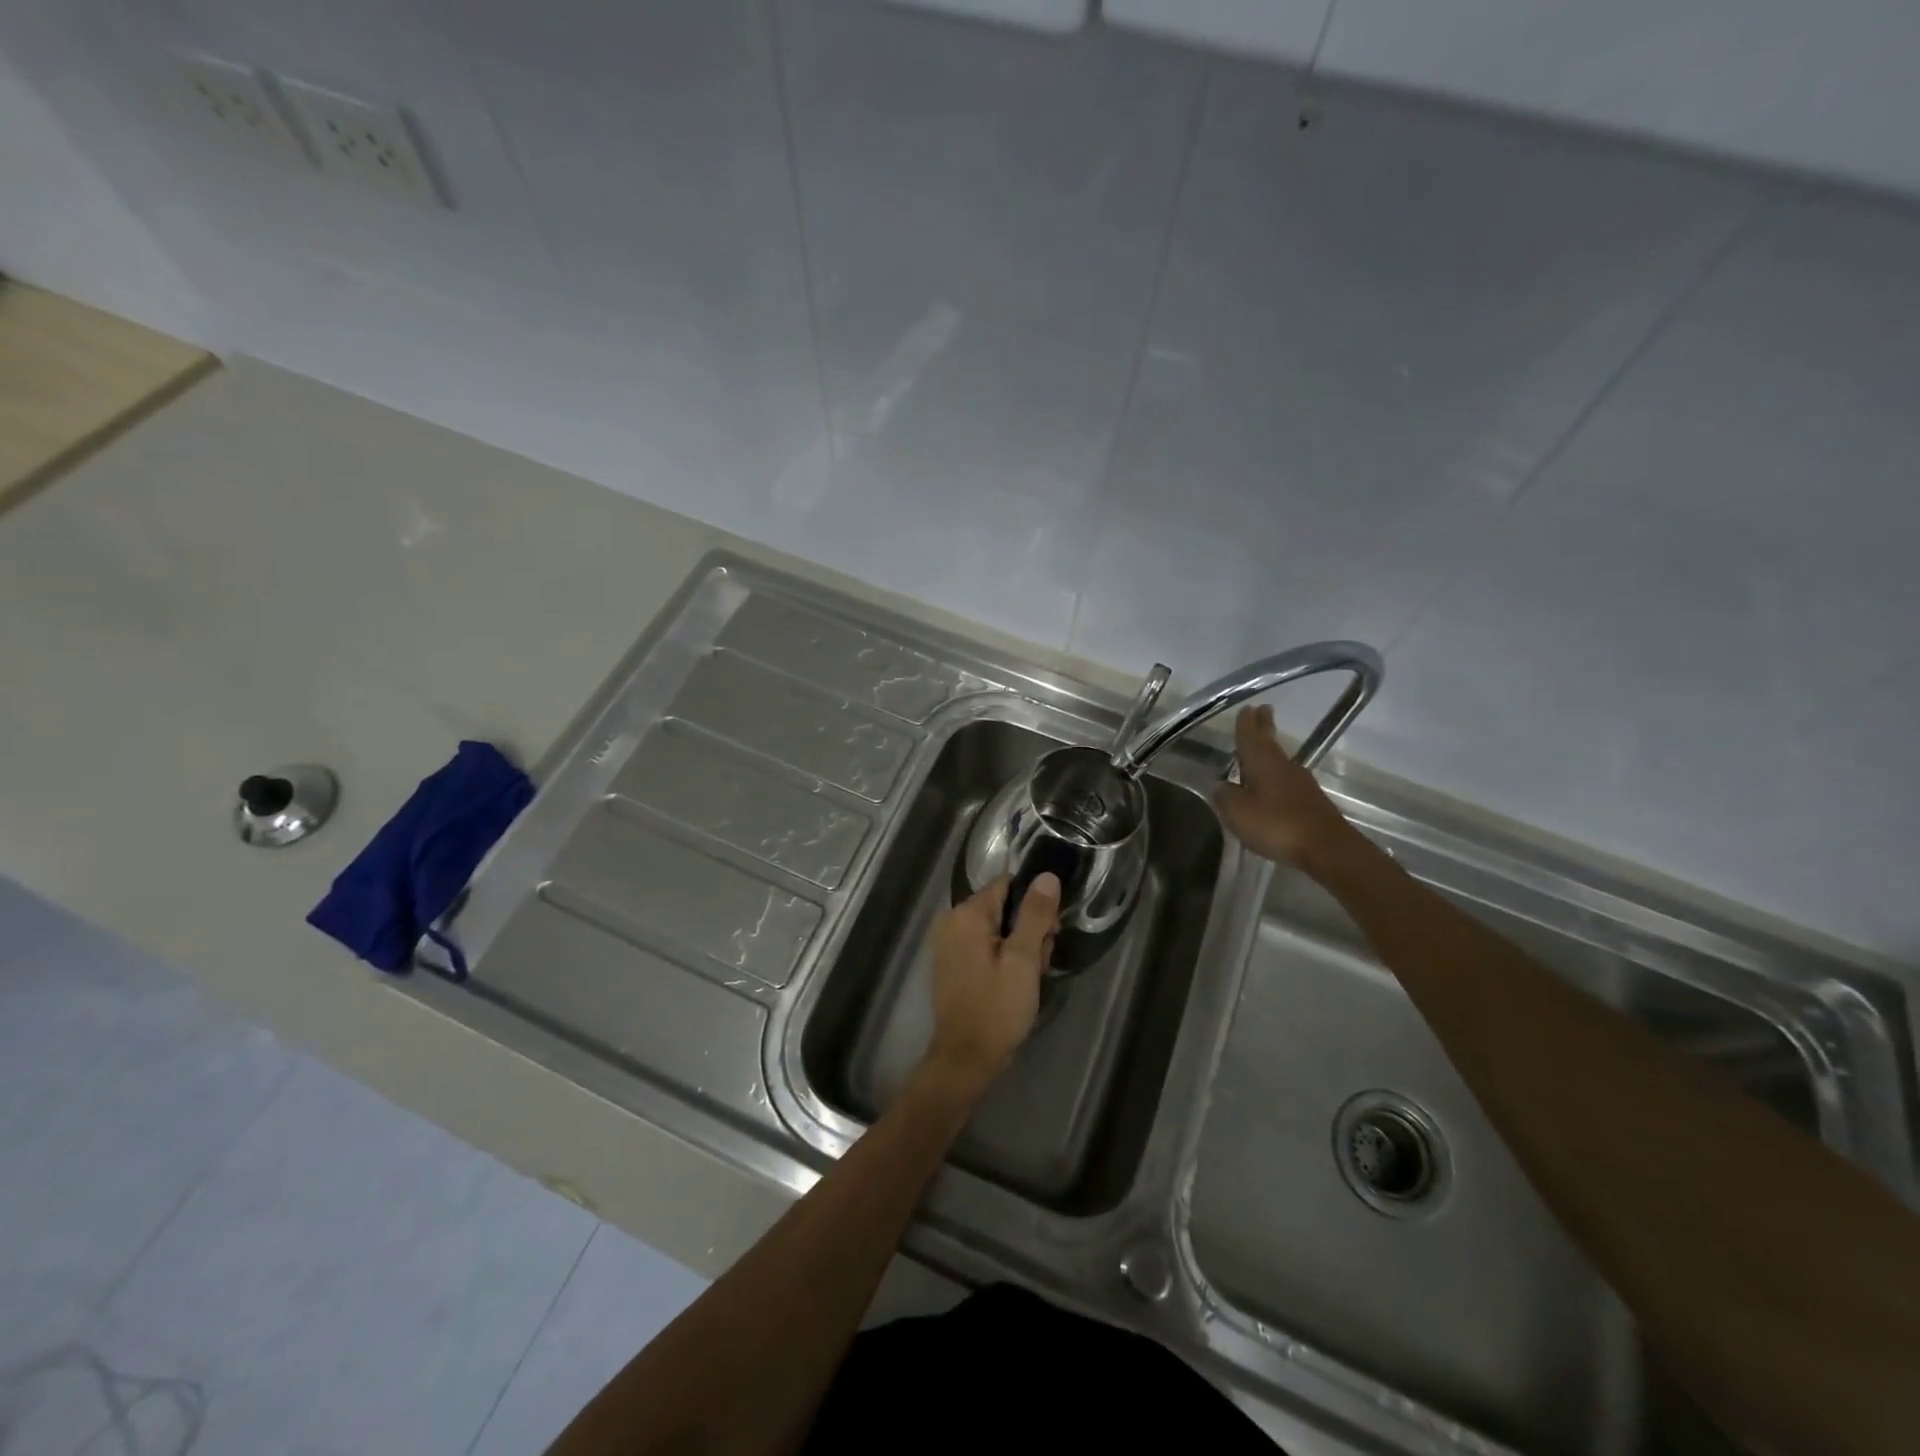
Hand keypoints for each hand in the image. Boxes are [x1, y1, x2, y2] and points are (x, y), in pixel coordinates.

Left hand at [922, 873, 1060, 1098]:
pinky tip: (1014, 984)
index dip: (1034, 904)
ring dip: (1019, 948)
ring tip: (1028, 979)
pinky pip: (985, 946)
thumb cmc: (997, 1007)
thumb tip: (1046, 876)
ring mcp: (949, 942)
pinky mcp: (952, 962)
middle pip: (1003, 907)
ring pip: (998, 929)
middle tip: (1038, 963)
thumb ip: (1035, 914)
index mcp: (966, 914)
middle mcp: (952, 920)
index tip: (1049, 931)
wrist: (966, 1058)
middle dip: (1027, 931)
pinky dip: (1003, 959)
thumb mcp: (1023, 960)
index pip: (1008, 885)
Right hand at [1213, 705, 1361, 871]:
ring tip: (1264, 743)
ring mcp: (1300, 784)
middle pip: (1270, 743)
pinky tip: (1274, 782)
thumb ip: (1225, 796)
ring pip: (1280, 760)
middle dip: (1264, 727)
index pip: (1250, 738)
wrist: (1326, 848)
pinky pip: (1288, 780)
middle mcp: (1283, 767)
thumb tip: (1220, 785)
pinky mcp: (1311, 801)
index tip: (1247, 708)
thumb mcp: (1238, 812)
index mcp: (1262, 764)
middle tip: (1263, 710)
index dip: (1246, 724)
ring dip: (1271, 749)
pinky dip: (1278, 774)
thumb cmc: (1277, 825)